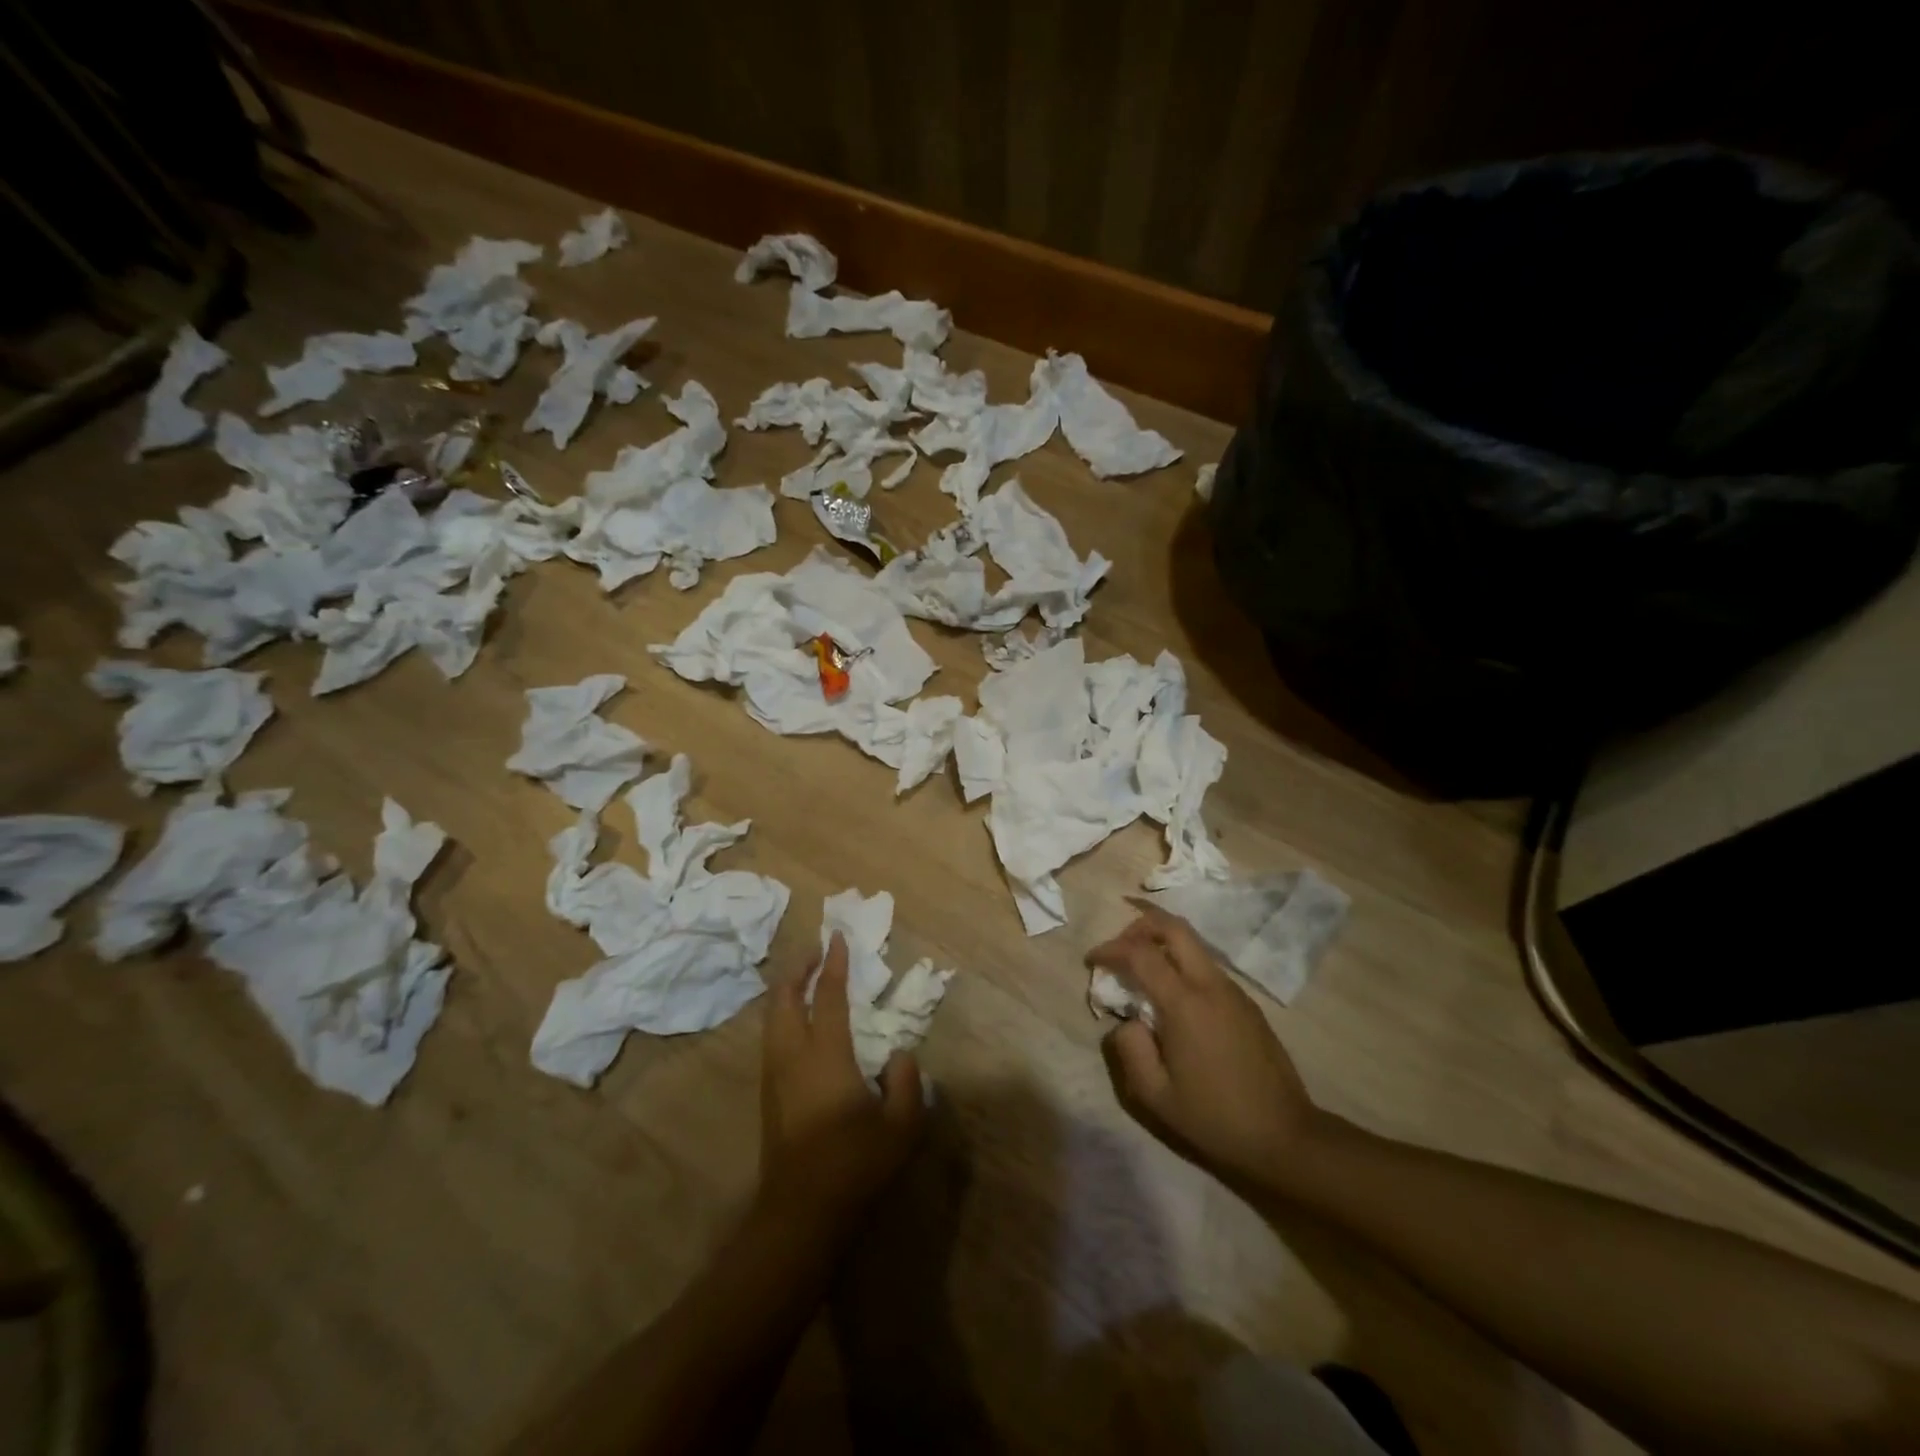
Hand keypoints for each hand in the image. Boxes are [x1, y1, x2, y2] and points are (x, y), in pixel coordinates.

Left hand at [760, 932, 923, 1231]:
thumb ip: (906, 1081)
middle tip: (815, 951)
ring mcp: (774, 1075)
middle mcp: (792, 1056)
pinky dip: (781, 1014)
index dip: (832, 965)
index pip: (826, 996)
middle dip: (797, 969)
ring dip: (785, 990)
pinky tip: (795, 1022)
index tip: (838, 938)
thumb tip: (899, 1055)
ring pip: (772, 1018)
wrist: (800, 1212)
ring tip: (803, 978)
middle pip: (784, 998)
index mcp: (825, 1055)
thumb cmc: (854, 1164)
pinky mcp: (768, 1094)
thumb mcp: (900, 1125)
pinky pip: (771, 1037)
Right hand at [1088, 901, 1327, 1197]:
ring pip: (1193, 944)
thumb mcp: (1156, 1096)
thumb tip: (1126, 1022)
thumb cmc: (1215, 1118)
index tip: (1092, 961)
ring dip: (1161, 943)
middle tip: (1118, 948)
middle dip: (1139, 925)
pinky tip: (1171, 997)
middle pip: (1173, 927)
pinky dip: (1180, 964)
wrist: (1286, 1137)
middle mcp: (1210, 985)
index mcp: (1185, 1004)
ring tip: (1140, 971)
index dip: (1110, 949)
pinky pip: (1206, 966)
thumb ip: (1129, 1050)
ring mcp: (1233, 991)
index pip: (1140, 953)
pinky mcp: (1246, 1003)